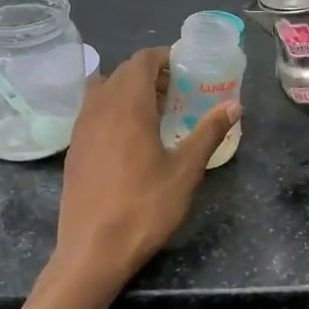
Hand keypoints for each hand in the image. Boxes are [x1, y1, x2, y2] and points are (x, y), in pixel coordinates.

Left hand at [50, 46, 240, 299]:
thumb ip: (209, 132)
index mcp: (127, 104)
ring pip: (104, 89)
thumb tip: (235, 105)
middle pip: (123, 72)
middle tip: (178, 93)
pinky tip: (131, 139)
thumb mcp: (185, 171)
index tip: (186, 69)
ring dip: (129, 91)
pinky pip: (93, 111)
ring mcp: (81, 127)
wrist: (92, 250)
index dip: (164, 57)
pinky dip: (113, 109)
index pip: (142, 60)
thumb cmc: (144, 207)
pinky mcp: (74, 148)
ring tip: (155, 113)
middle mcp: (99, 106)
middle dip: (150, 74)